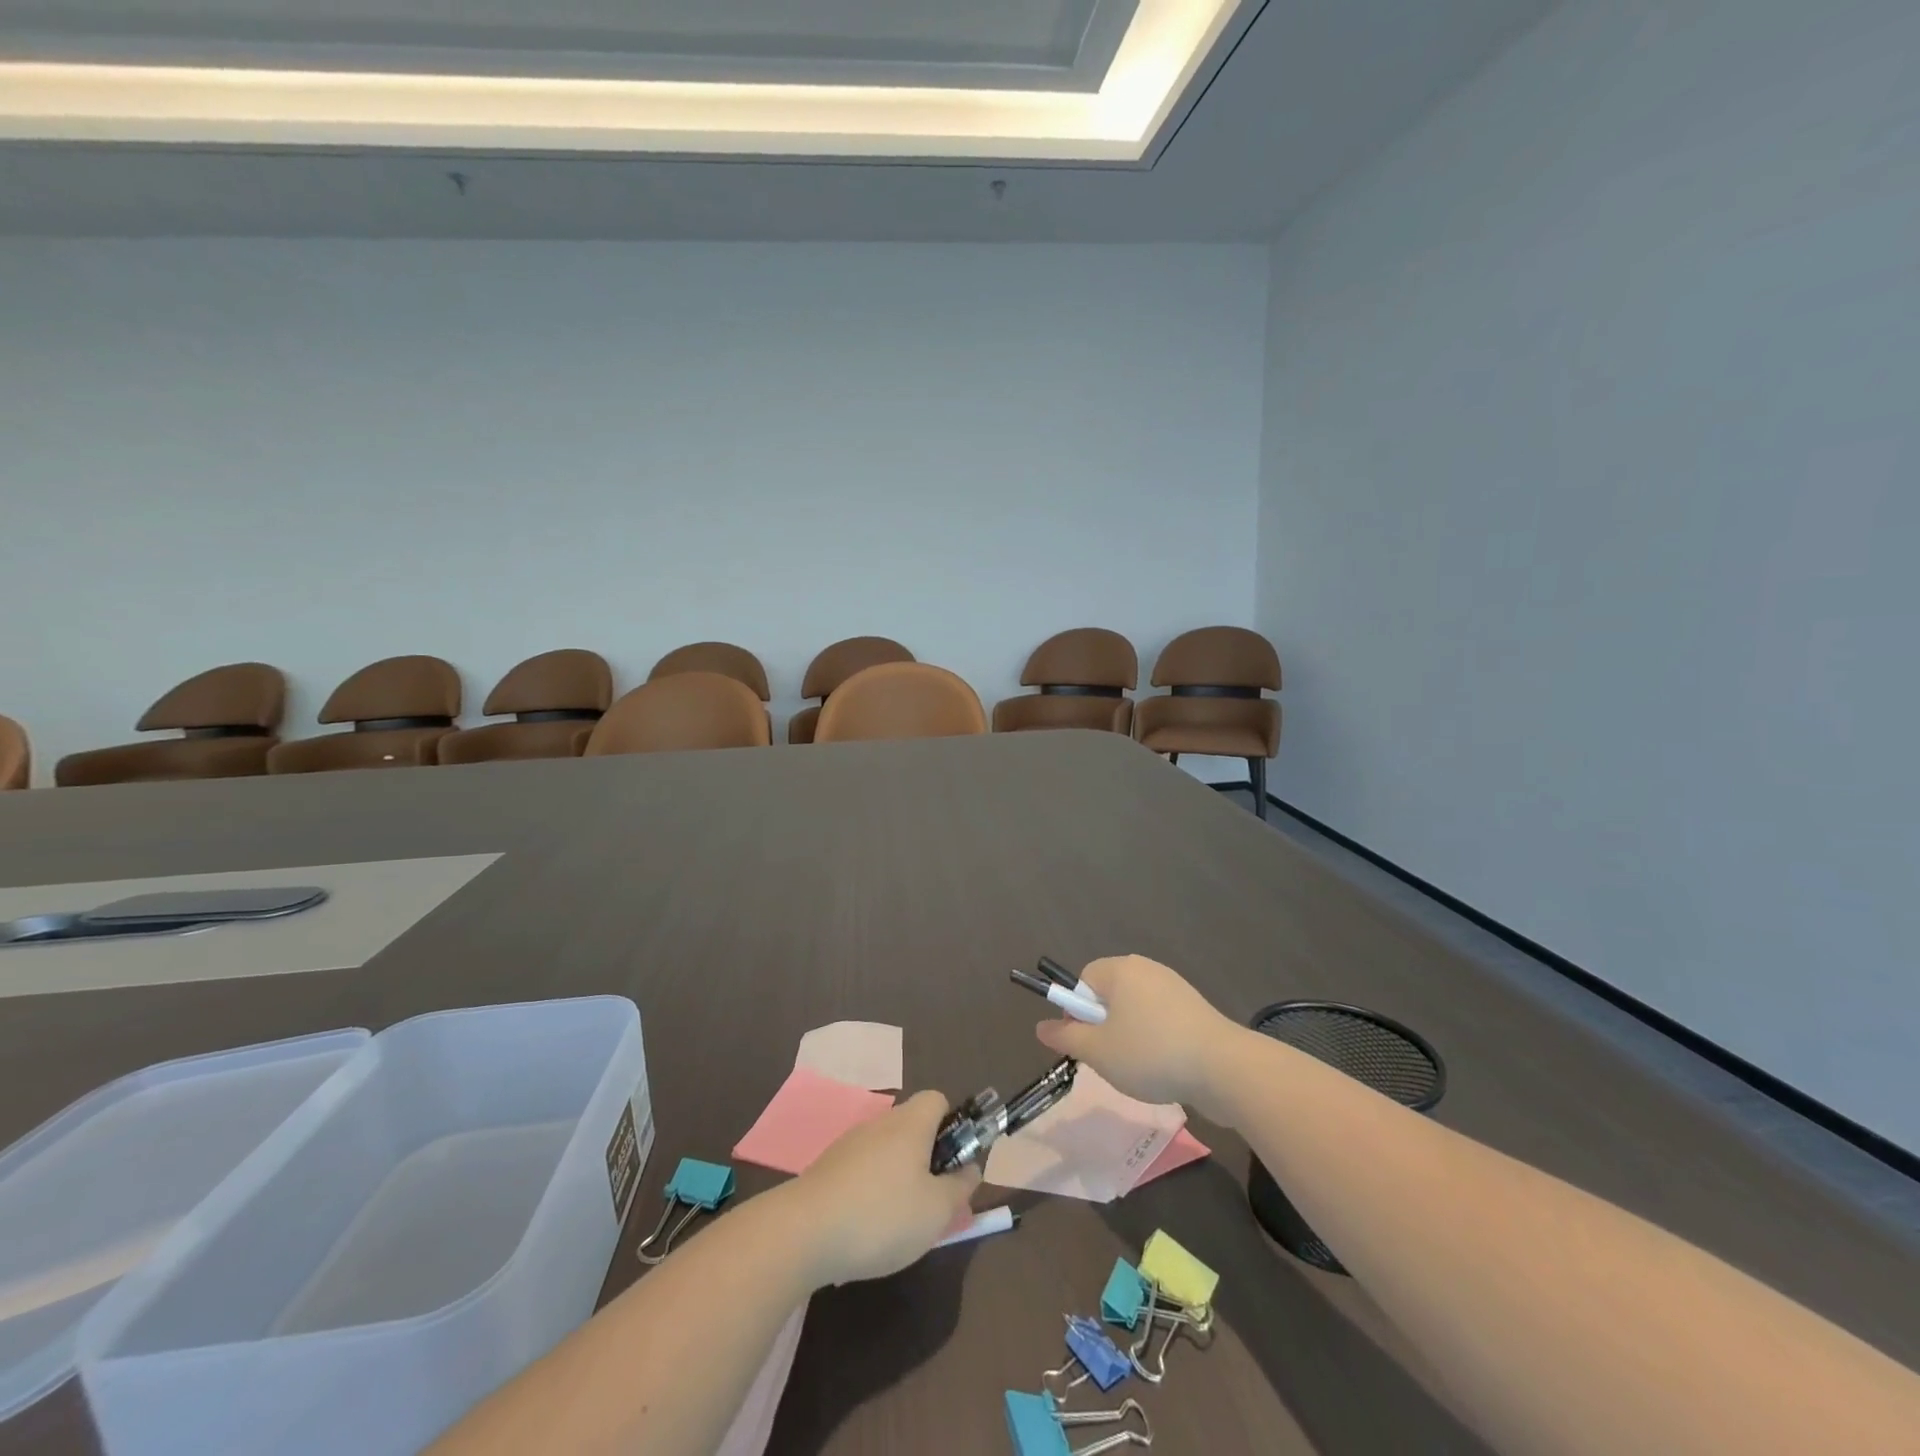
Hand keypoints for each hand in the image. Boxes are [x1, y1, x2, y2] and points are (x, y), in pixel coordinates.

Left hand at [786, 1090, 981, 1286]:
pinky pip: (862, 1170)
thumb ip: (960, 1188)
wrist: (803, 1232)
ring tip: (900, 1223)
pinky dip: (871, 1192)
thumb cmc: (882, 1216)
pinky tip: (866, 1229)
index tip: (954, 1163)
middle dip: (927, 1159)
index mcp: (910, 1123)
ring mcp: (850, 1144)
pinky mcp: (827, 1168)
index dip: (953, 1125)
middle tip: (933, 1202)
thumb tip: (971, 1168)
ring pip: (887, 1151)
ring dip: (899, 1177)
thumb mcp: (936, 1211)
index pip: (938, 1100)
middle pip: (913, 1127)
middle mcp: (880, 1123)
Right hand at [1035, 955, 1239, 1115]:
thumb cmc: (1150, 1053)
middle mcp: (1147, 970)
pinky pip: (1161, 1020)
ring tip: (1139, 1069)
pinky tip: (1165, 1068)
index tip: (1086, 1041)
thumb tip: (1041, 1027)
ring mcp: (1175, 988)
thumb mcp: (1098, 1052)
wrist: (1223, 1068)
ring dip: (1130, 1036)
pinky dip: (1156, 1041)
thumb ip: (1066, 1038)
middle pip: (1110, 994)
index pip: (1084, 979)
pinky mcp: (1196, 1010)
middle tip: (1109, 1058)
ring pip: (1135, 1010)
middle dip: (1104, 1026)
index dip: (1078, 1011)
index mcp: (1121, 970)